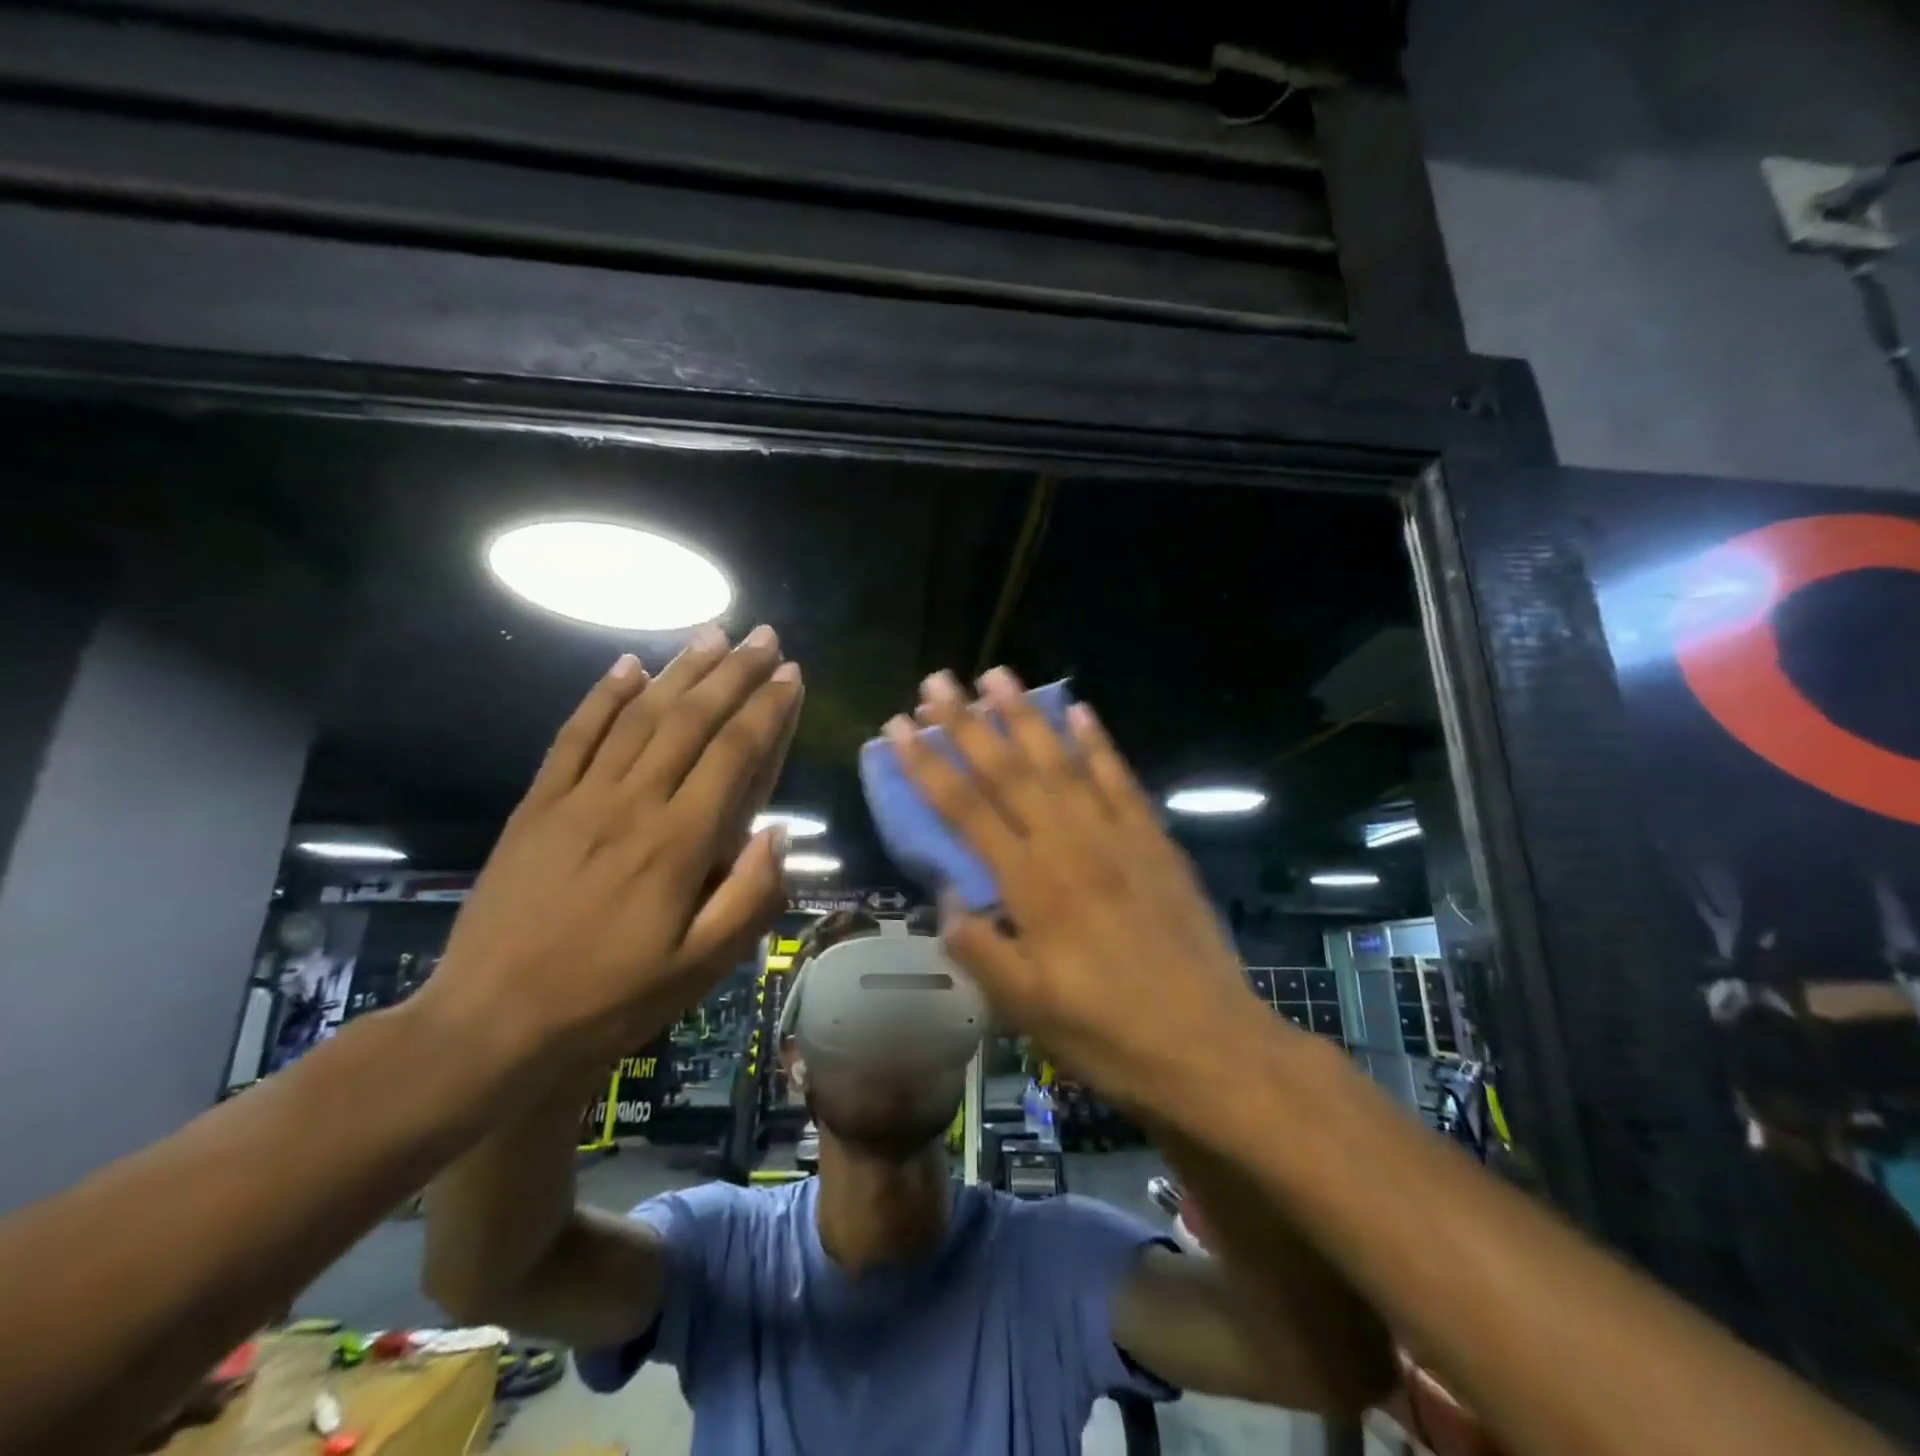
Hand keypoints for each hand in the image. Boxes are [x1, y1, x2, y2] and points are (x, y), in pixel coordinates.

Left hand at [418, 625, 802, 1072]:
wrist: (492, 1025)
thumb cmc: (611, 1000)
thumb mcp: (701, 968)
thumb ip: (750, 897)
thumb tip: (780, 833)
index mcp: (680, 842)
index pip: (735, 754)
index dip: (768, 710)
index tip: (792, 675)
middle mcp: (634, 804)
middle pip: (692, 720)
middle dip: (734, 673)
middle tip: (764, 636)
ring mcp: (579, 798)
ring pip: (640, 716)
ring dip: (681, 671)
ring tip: (713, 634)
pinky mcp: (538, 805)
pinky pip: (573, 736)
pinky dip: (602, 696)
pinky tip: (627, 666)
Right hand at [889, 667, 1269, 1113]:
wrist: (1210, 1046)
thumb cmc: (1108, 1034)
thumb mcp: (1026, 1009)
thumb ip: (979, 949)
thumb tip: (945, 902)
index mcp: (1030, 886)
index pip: (965, 810)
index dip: (927, 765)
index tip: (899, 727)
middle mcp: (1069, 846)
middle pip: (1008, 771)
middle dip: (967, 722)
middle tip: (937, 680)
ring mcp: (1117, 837)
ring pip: (1062, 762)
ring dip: (1027, 715)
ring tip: (998, 675)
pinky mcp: (1155, 841)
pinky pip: (1121, 780)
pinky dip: (1098, 743)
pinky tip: (1081, 711)